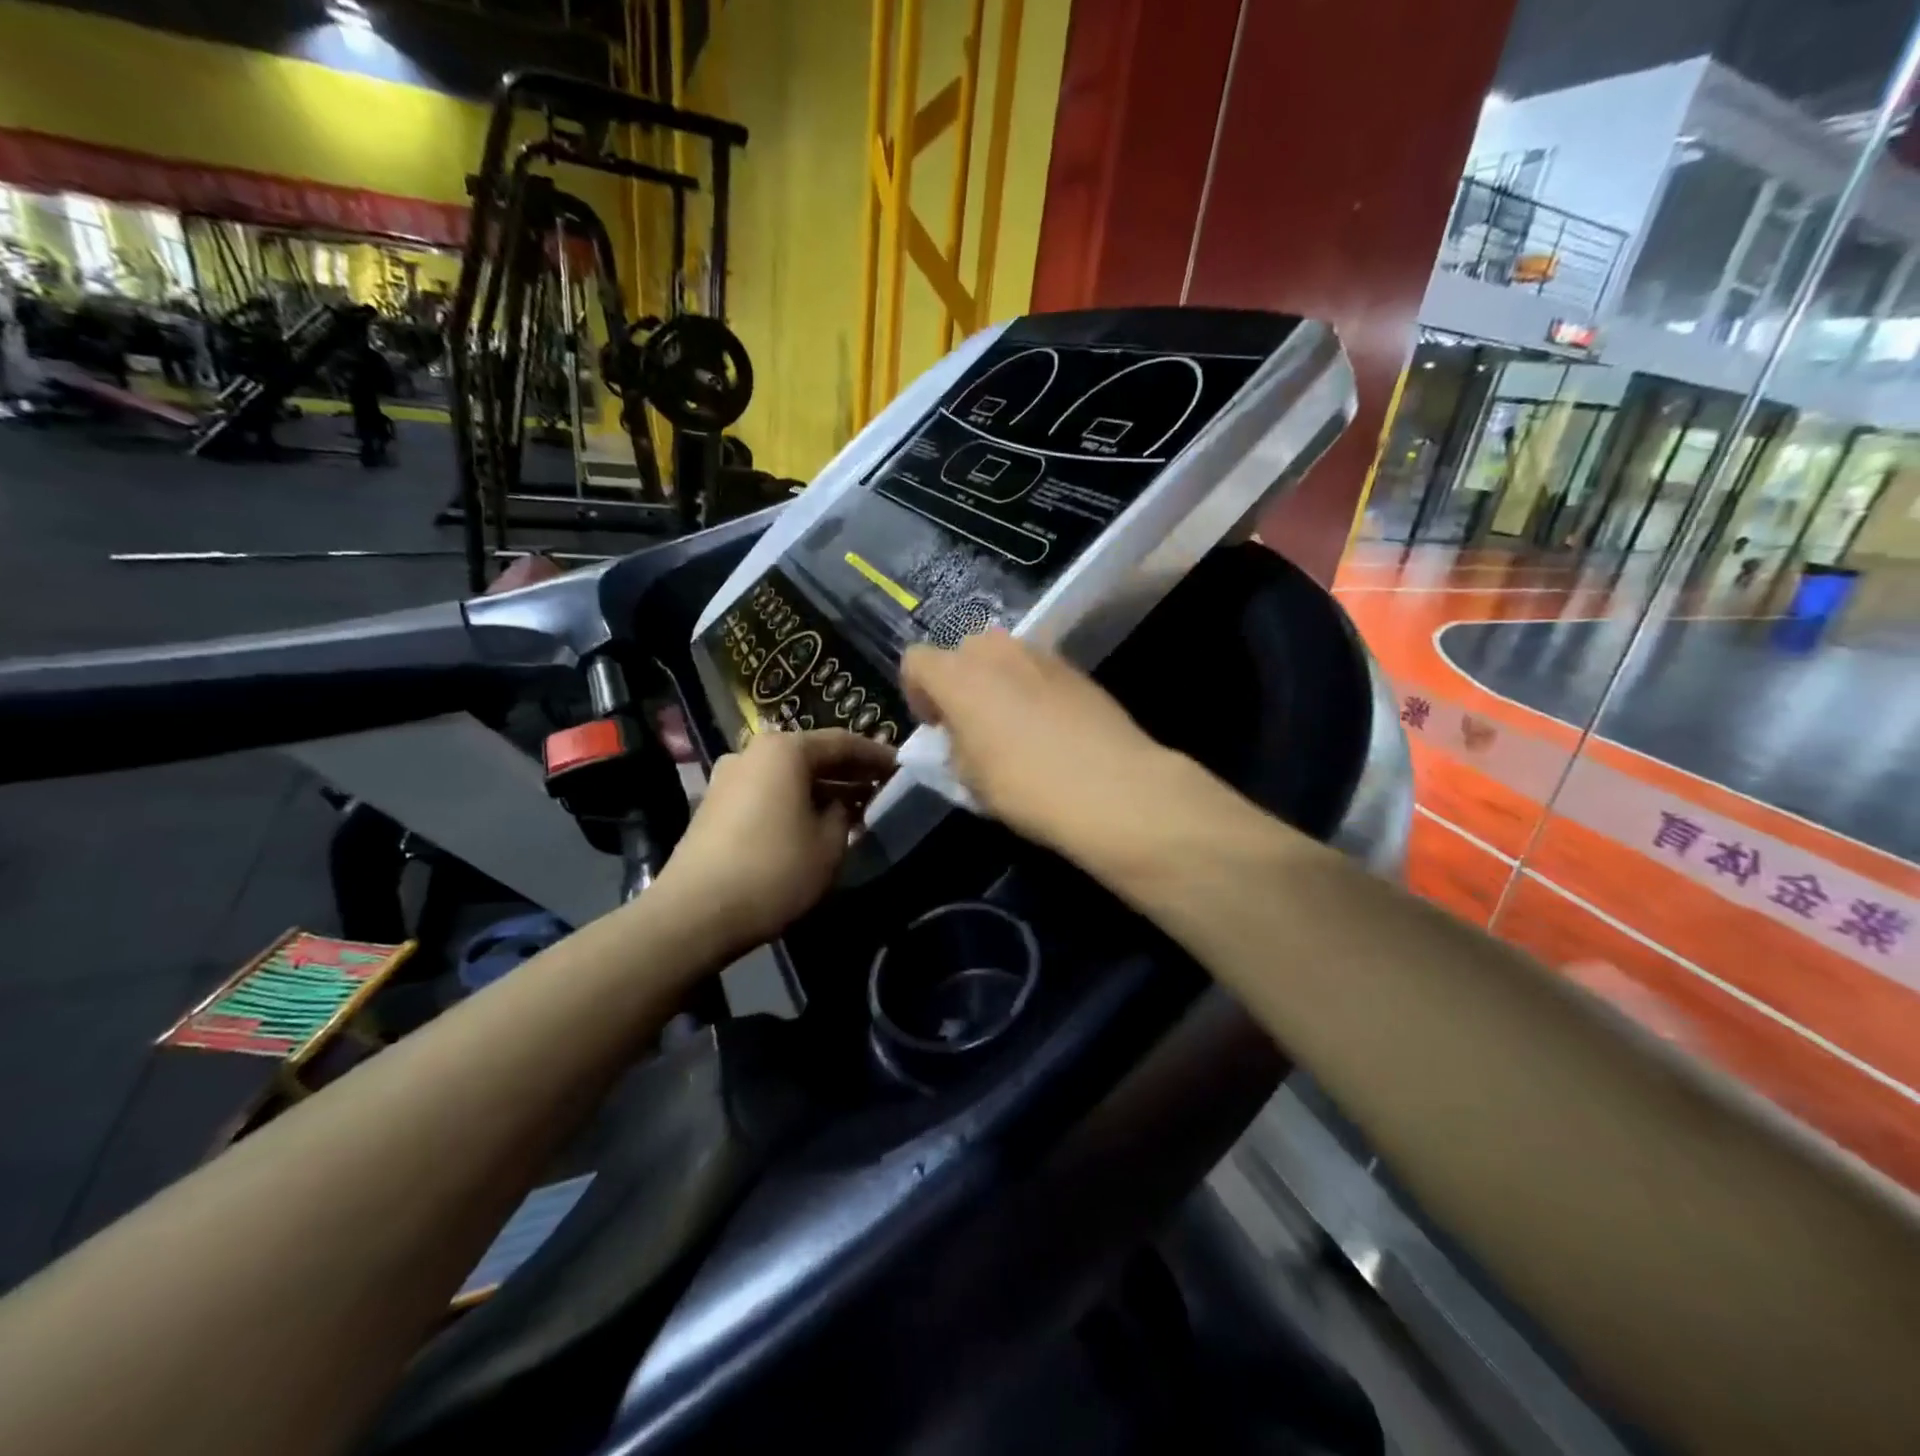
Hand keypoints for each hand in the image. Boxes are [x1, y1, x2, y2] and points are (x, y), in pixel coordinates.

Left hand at [653, 728, 895, 953]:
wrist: (695, 912)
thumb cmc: (774, 870)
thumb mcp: (829, 843)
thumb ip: (844, 813)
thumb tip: (840, 805)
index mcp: (784, 750)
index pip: (842, 742)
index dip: (875, 755)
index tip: (901, 767)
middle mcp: (753, 752)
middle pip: (811, 755)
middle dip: (848, 771)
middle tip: (881, 786)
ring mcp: (728, 778)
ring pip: (788, 775)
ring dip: (822, 789)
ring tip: (853, 808)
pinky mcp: (715, 806)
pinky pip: (768, 792)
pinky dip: (796, 801)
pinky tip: (815, 824)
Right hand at [900, 631, 1173, 849]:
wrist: (1112, 787)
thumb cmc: (1025, 786)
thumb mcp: (968, 779)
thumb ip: (953, 746)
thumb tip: (960, 736)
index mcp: (958, 675)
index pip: (916, 661)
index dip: (916, 693)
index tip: (935, 727)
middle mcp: (996, 651)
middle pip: (962, 652)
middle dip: (960, 682)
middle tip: (971, 725)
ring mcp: (1040, 654)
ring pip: (1003, 657)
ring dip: (997, 683)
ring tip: (1013, 727)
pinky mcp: (1075, 668)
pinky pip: (1037, 670)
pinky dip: (1031, 689)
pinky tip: (1049, 728)